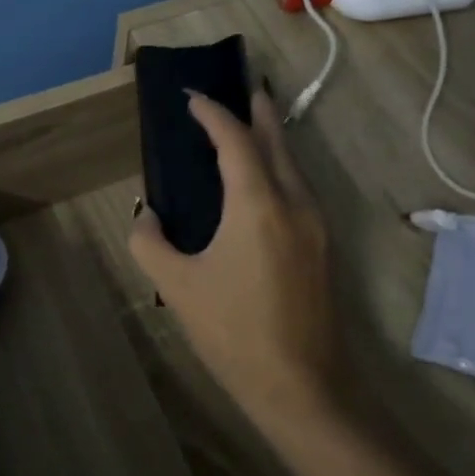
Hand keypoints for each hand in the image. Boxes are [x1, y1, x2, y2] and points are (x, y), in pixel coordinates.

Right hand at [129, 88, 338, 422]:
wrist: (303, 388)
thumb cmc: (233, 333)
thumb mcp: (176, 285)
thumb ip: (150, 241)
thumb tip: (150, 215)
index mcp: (257, 204)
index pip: (234, 139)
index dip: (211, 113)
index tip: (191, 97)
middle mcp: (294, 202)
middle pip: (276, 139)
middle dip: (256, 110)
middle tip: (239, 87)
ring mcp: (316, 224)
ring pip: (293, 164)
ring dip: (271, 138)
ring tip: (250, 125)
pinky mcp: (324, 246)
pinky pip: (299, 187)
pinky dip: (279, 167)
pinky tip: (263, 180)